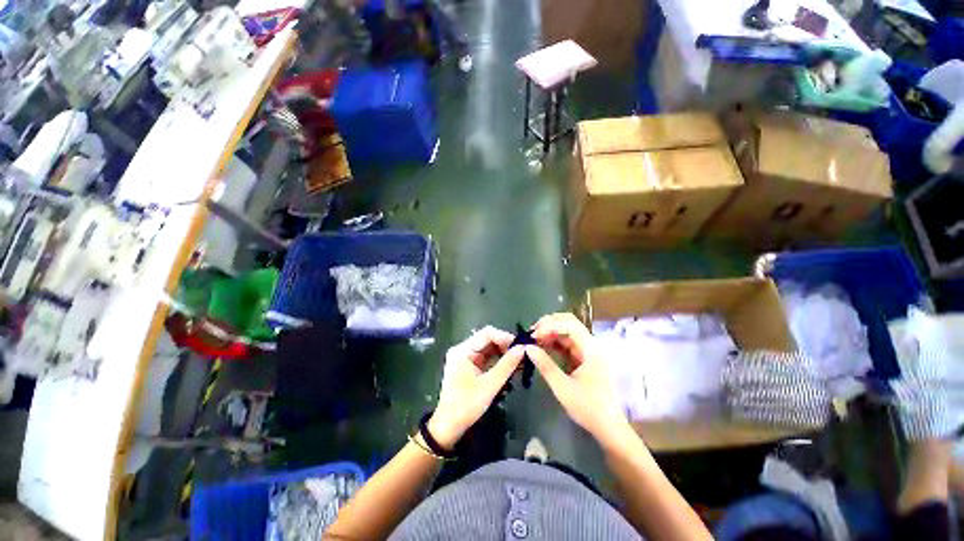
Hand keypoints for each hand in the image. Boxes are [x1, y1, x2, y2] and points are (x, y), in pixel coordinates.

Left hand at [428, 327, 524, 448]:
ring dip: (503, 353)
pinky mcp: (469, 366)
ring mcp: (465, 358)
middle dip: (505, 345)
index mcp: (462, 350)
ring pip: (488, 348)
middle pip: (487, 339)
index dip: (505, 337)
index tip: (520, 346)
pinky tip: (510, 366)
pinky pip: (486, 358)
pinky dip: (497, 361)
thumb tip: (523, 348)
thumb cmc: (467, 405)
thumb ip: (507, 365)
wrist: (449, 427)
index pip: (486, 333)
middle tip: (522, 354)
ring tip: (519, 361)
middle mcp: (462, 349)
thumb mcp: (490, 385)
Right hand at [528, 313, 629, 443]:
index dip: (549, 326)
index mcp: (591, 349)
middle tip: (531, 334)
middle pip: (569, 322)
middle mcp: (590, 345)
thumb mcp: (562, 388)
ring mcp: (587, 350)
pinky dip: (553, 341)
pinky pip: (566, 342)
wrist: (608, 427)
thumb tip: (527, 348)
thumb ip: (545, 365)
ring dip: (549, 332)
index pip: (570, 325)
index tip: (533, 336)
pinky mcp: (582, 357)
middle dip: (548, 324)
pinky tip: (541, 346)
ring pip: (566, 330)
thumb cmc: (588, 408)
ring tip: (533, 340)